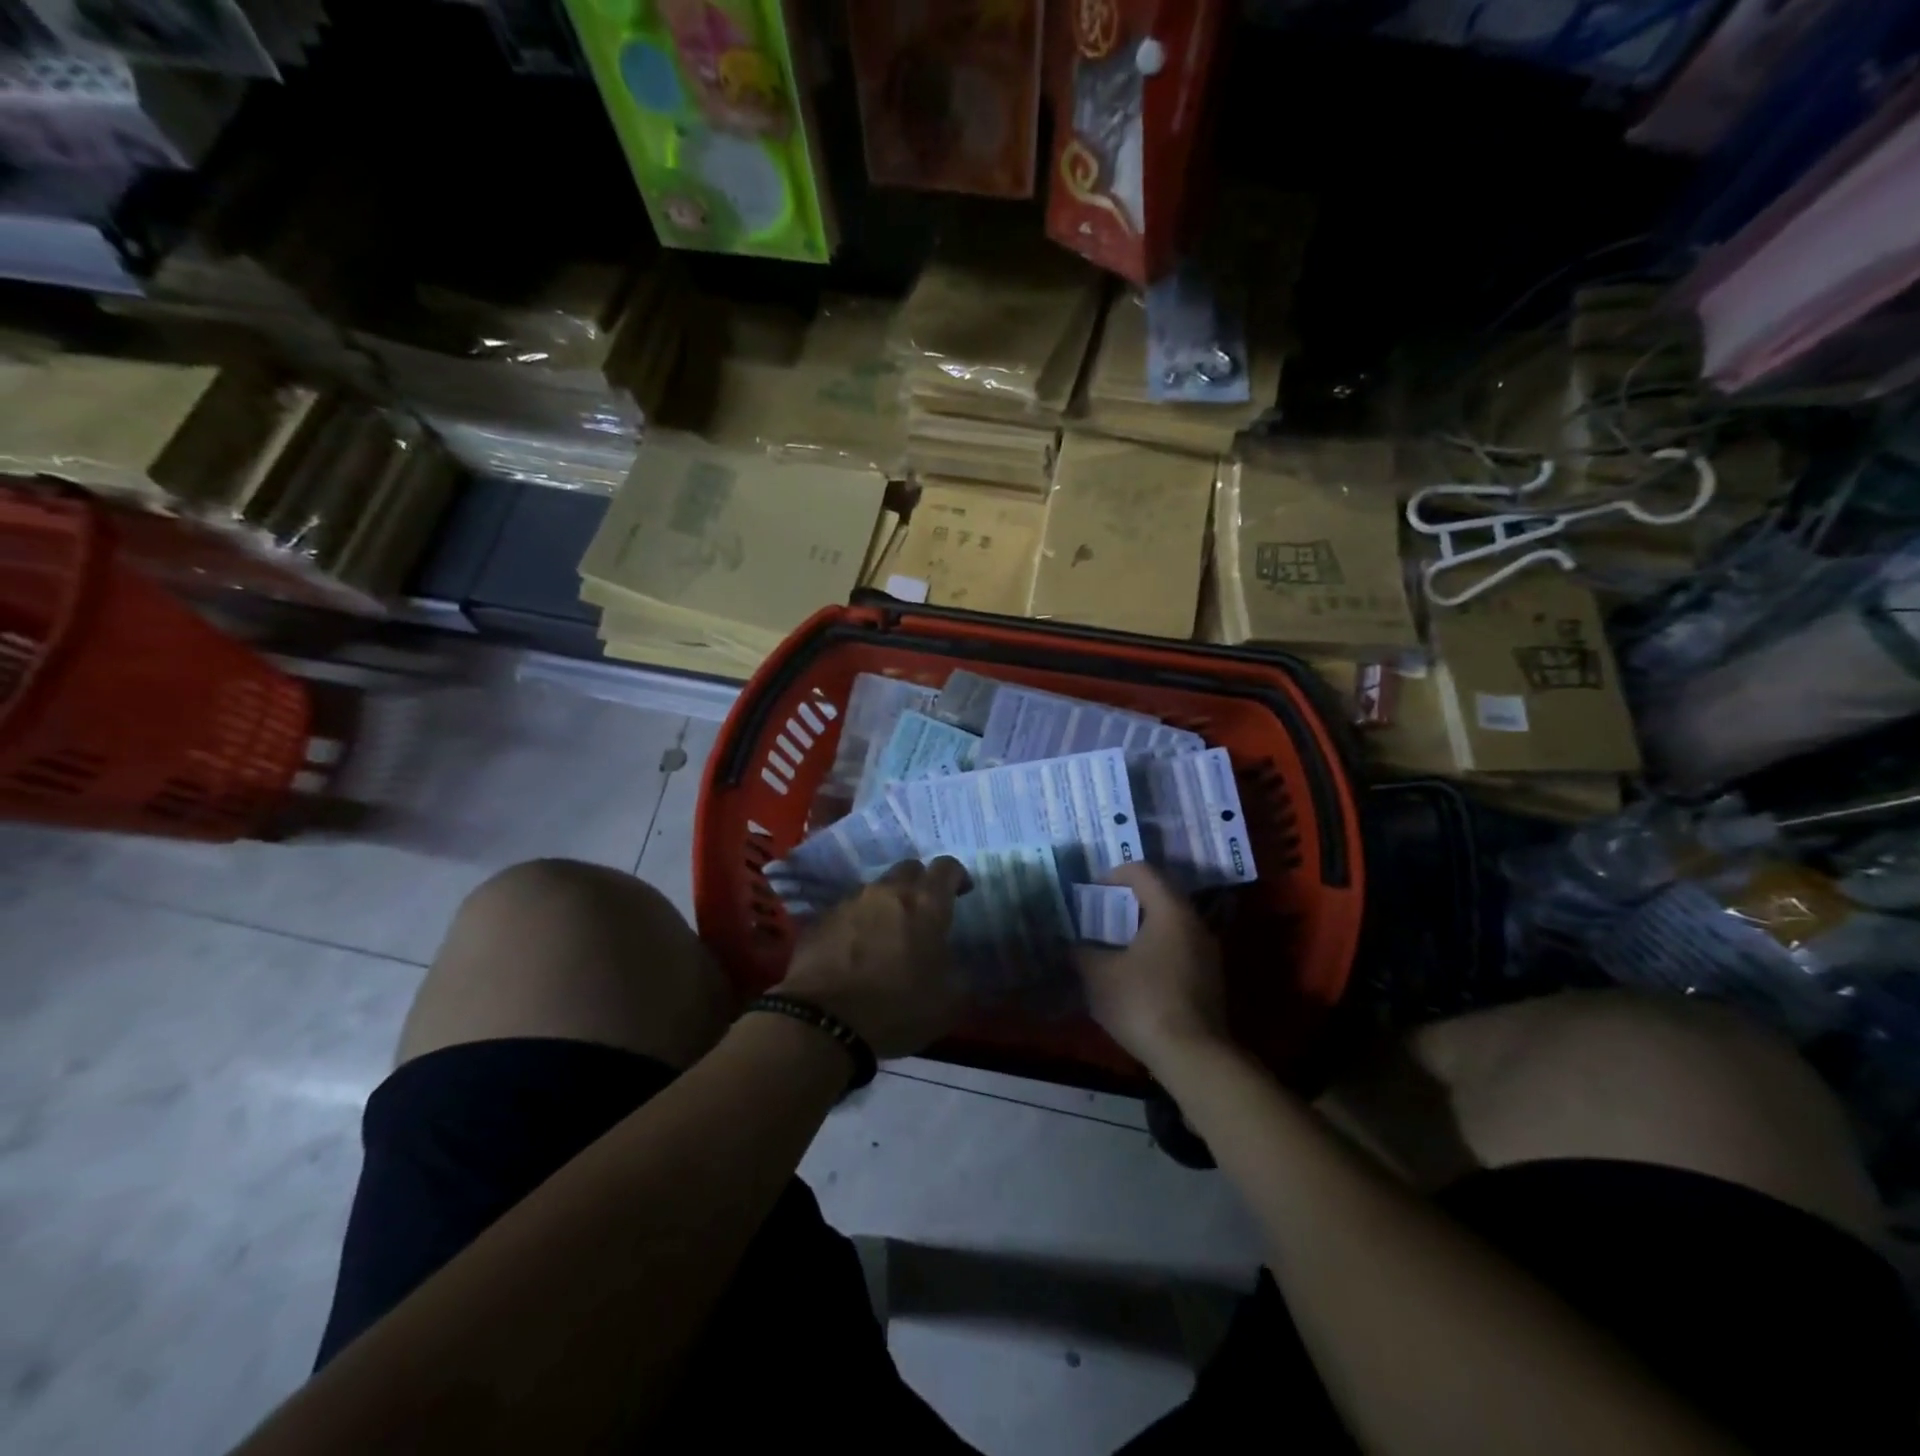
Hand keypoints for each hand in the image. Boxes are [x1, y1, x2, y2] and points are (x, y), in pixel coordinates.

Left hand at [776, 857, 971, 1059]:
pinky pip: (848, 911)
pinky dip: (858, 923)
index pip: (946, 867)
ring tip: (887, 933)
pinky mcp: (822, 919)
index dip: (957, 876)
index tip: (961, 893)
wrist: (824, 1021)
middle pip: (909, 869)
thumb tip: (960, 968)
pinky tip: (856, 950)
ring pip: (876, 889)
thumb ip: (961, 976)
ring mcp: (850, 902)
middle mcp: (888, 892)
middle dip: (920, 883)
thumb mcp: (948, 1003)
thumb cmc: (896, 1008)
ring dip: (887, 904)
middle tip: (924, 912)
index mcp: (925, 904)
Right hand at [1075, 864, 1228, 1073]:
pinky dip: (1154, 952)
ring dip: (1140, 930)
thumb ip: (1080, 952)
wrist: (1194, 1058)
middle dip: (1124, 904)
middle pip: (1158, 896)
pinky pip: (1177, 950)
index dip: (1111, 876)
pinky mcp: (1209, 980)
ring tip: (1111, 949)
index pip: (1141, 871)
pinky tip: (1133, 977)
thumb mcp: (1098, 975)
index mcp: (1170, 910)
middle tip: (1097, 919)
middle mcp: (1195, 923)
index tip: (1090, 896)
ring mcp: (1207, 953)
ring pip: (1168, 925)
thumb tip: (1069, 944)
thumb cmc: (1143, 1003)